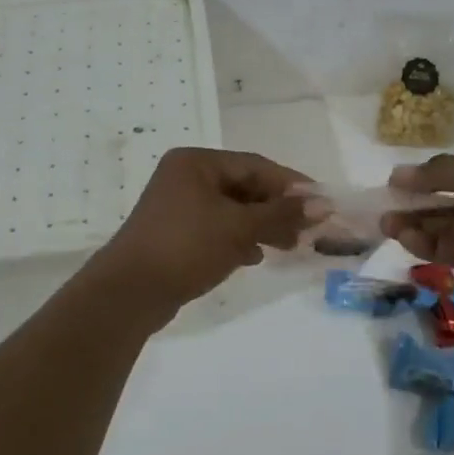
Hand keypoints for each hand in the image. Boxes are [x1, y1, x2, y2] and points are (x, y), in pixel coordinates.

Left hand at [88, 148, 310, 321]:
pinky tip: (255, 256)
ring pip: (231, 209)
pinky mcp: (175, 232)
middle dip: (276, 208)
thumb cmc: (187, 247)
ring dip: (260, 225)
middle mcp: (185, 176)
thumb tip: (323, 204)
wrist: (130, 292)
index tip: (321, 204)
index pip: (255, 165)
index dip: (291, 184)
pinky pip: (216, 227)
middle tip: (306, 230)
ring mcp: (177, 205)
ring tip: (288, 246)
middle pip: (244, 186)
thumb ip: (282, 214)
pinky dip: (238, 238)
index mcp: (196, 162)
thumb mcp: (239, 228)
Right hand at [381, 147, 453, 310]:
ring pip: (449, 228)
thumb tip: (398, 173)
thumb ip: (441, 173)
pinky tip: (407, 241)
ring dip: (418, 225)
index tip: (395, 182)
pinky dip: (430, 247)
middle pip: (450, 201)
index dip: (427, 176)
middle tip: (383, 207)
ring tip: (387, 224)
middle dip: (417, 203)